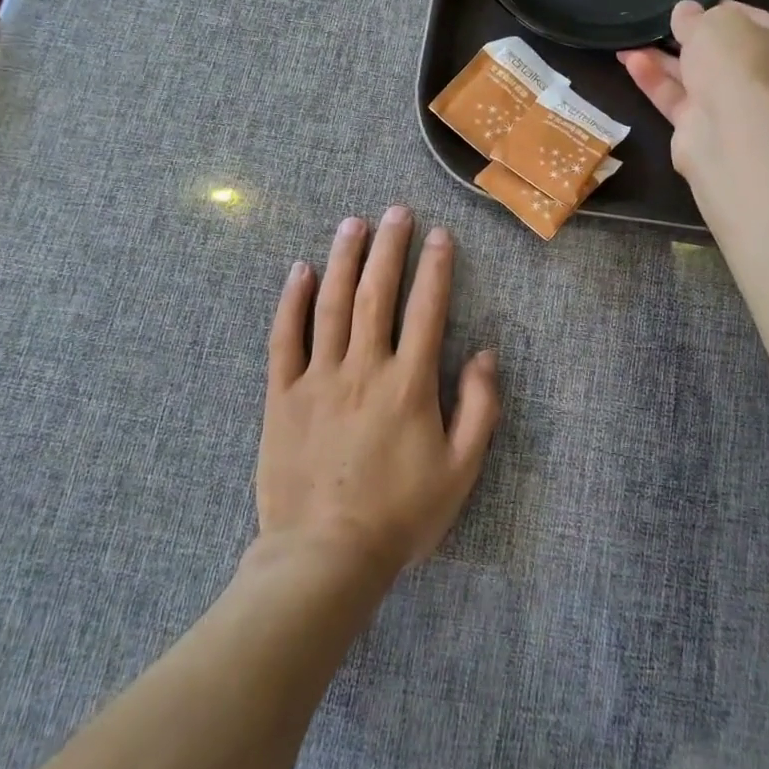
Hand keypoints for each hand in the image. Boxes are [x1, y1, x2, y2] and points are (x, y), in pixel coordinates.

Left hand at [256, 207, 499, 586]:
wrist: (325, 557)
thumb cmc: (401, 516)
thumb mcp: (460, 470)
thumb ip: (479, 408)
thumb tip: (486, 353)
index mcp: (409, 384)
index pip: (427, 309)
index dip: (436, 268)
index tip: (440, 235)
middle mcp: (364, 368)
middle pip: (377, 293)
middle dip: (389, 247)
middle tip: (395, 211)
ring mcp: (319, 378)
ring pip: (331, 304)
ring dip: (344, 259)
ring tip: (353, 223)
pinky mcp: (283, 395)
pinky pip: (285, 338)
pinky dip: (292, 301)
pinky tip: (300, 270)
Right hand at [618, 0, 768, 177]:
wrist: (733, 132)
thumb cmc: (738, 63)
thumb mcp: (715, 22)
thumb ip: (695, 16)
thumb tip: (684, 12)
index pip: (749, 19)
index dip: (716, 9)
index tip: (686, 2)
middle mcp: (762, 77)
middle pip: (719, 51)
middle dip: (685, 37)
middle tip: (655, 22)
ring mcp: (732, 106)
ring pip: (693, 76)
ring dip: (661, 58)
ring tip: (629, 40)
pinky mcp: (701, 128)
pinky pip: (675, 98)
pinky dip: (654, 80)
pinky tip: (630, 61)